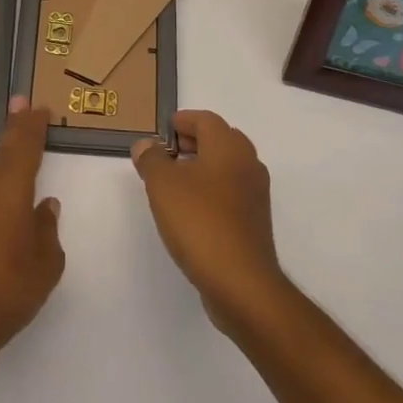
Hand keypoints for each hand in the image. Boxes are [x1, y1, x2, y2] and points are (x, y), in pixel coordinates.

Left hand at [0, 97, 63, 361]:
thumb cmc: (10, 291)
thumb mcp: (47, 264)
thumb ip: (47, 228)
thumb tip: (44, 206)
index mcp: (9, 190)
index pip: (22, 145)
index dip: (29, 123)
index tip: (32, 102)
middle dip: (12, 151)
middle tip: (22, 135)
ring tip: (0, 235)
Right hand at [132, 109, 285, 335]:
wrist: (241, 282)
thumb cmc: (199, 221)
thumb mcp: (162, 185)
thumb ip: (151, 159)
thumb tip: (146, 145)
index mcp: (228, 146)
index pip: (206, 119)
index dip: (183, 120)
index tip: (164, 130)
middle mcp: (248, 163)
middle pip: (219, 140)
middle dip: (193, 142)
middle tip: (167, 152)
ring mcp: (255, 194)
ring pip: (227, 167)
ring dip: (202, 167)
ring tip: (174, 181)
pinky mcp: (255, 221)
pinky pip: (231, 192)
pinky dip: (212, 190)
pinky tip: (191, 209)